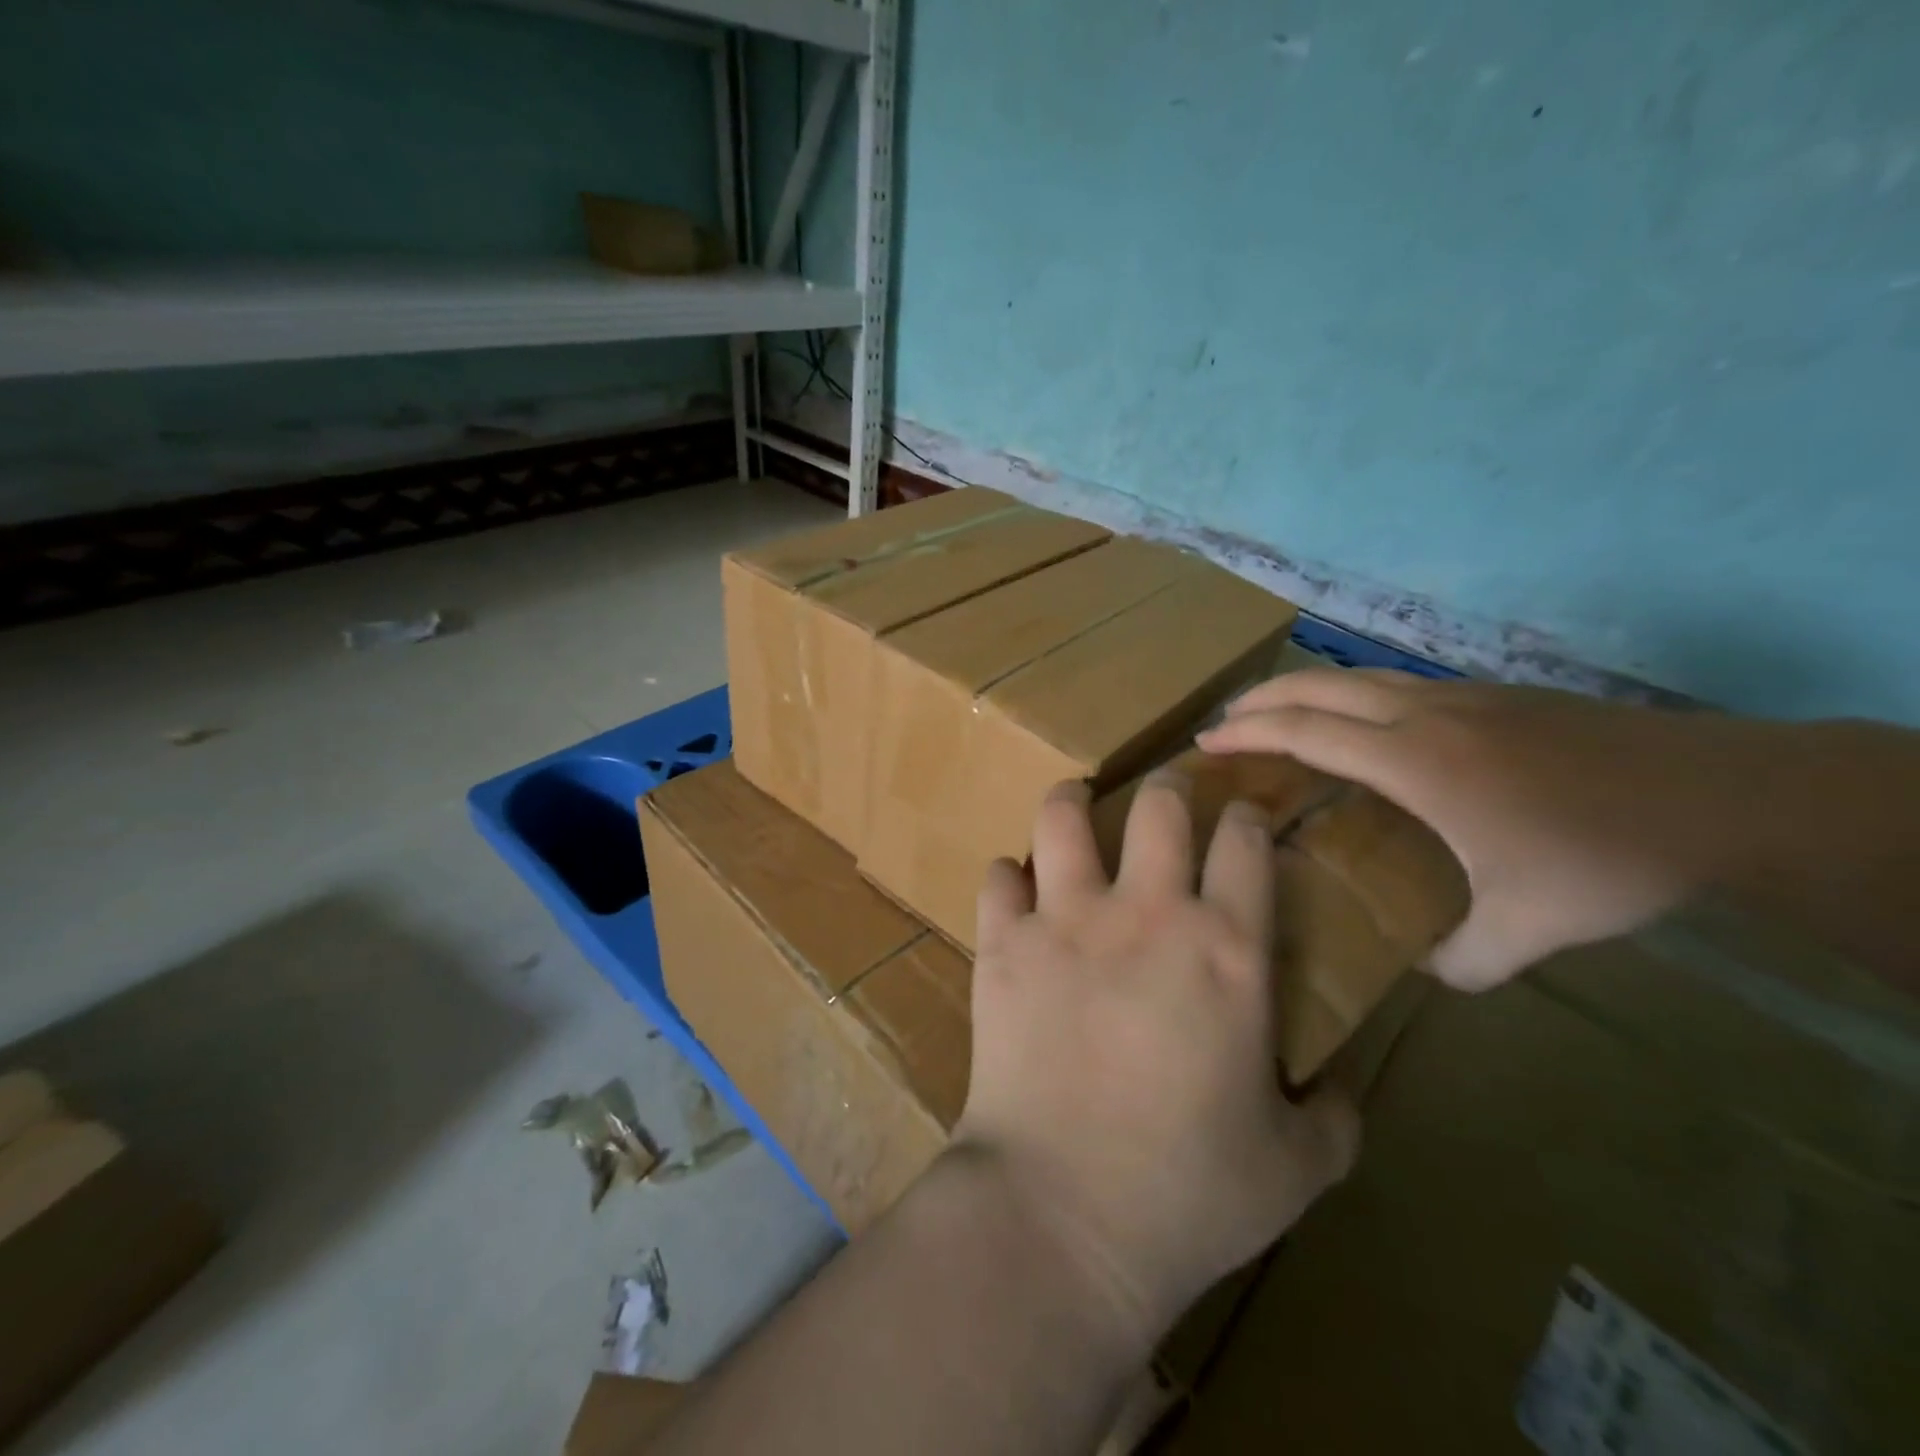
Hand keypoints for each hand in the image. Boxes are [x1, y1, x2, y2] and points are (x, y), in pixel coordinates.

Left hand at [954, 773, 1358, 1350]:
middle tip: (1166, 793)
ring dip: (1071, 801)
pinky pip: (997, 879)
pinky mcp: (1003, 944)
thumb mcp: (1296, 1166)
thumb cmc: (1188, 1193)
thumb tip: (1341, 1088)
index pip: (1245, 844)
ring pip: (1062, 817)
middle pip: (1158, 806)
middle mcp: (1145, 913)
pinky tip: (1014, 889)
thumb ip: (1334, 1117)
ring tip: (1076, 801)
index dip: (1248, 816)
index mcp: (1226, 949)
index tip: (1245, 815)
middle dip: (1167, 786)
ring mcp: (1065, 920)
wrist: (1062, 1212)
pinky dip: (1007, 877)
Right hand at [1196, 668, 1783, 989]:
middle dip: (1259, 699)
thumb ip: (1463, 959)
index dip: (1249, 735)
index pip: (1307, 733)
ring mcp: (1459, 697)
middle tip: (1221, 723)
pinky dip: (1348, 694)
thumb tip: (1422, 973)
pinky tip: (1356, 724)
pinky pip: (1392, 684)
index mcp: (1416, 762)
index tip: (1206, 744)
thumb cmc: (1606, 856)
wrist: (1721, 796)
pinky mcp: (1490, 695)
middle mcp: (1424, 716)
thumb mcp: (1530, 928)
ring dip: (1302, 689)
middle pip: (1318, 687)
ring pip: (1355, 678)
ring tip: (1272, 712)